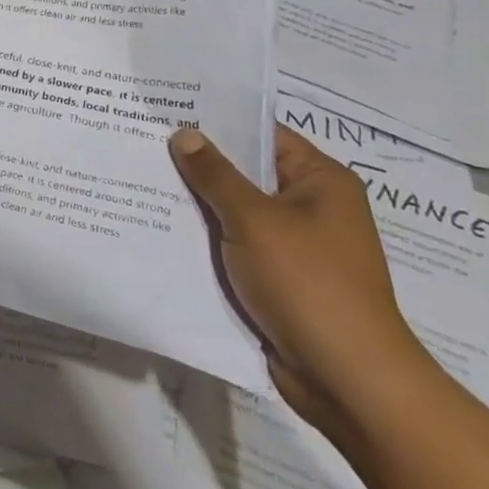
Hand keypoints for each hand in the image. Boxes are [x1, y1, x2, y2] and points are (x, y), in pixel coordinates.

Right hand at [169, 123, 432, 429]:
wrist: (347, 380)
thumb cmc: (308, 284)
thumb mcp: (254, 220)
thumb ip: (215, 174)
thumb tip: (184, 133)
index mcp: (321, 181)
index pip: (262, 133)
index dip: (216, 120)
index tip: (168, 107)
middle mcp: (311, 206)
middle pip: (246, 171)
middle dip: (198, 161)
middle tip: (143, 137)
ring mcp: (295, 244)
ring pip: (235, 209)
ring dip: (197, 200)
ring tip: (141, 175)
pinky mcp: (278, 276)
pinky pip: (235, 242)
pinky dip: (205, 235)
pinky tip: (162, 223)